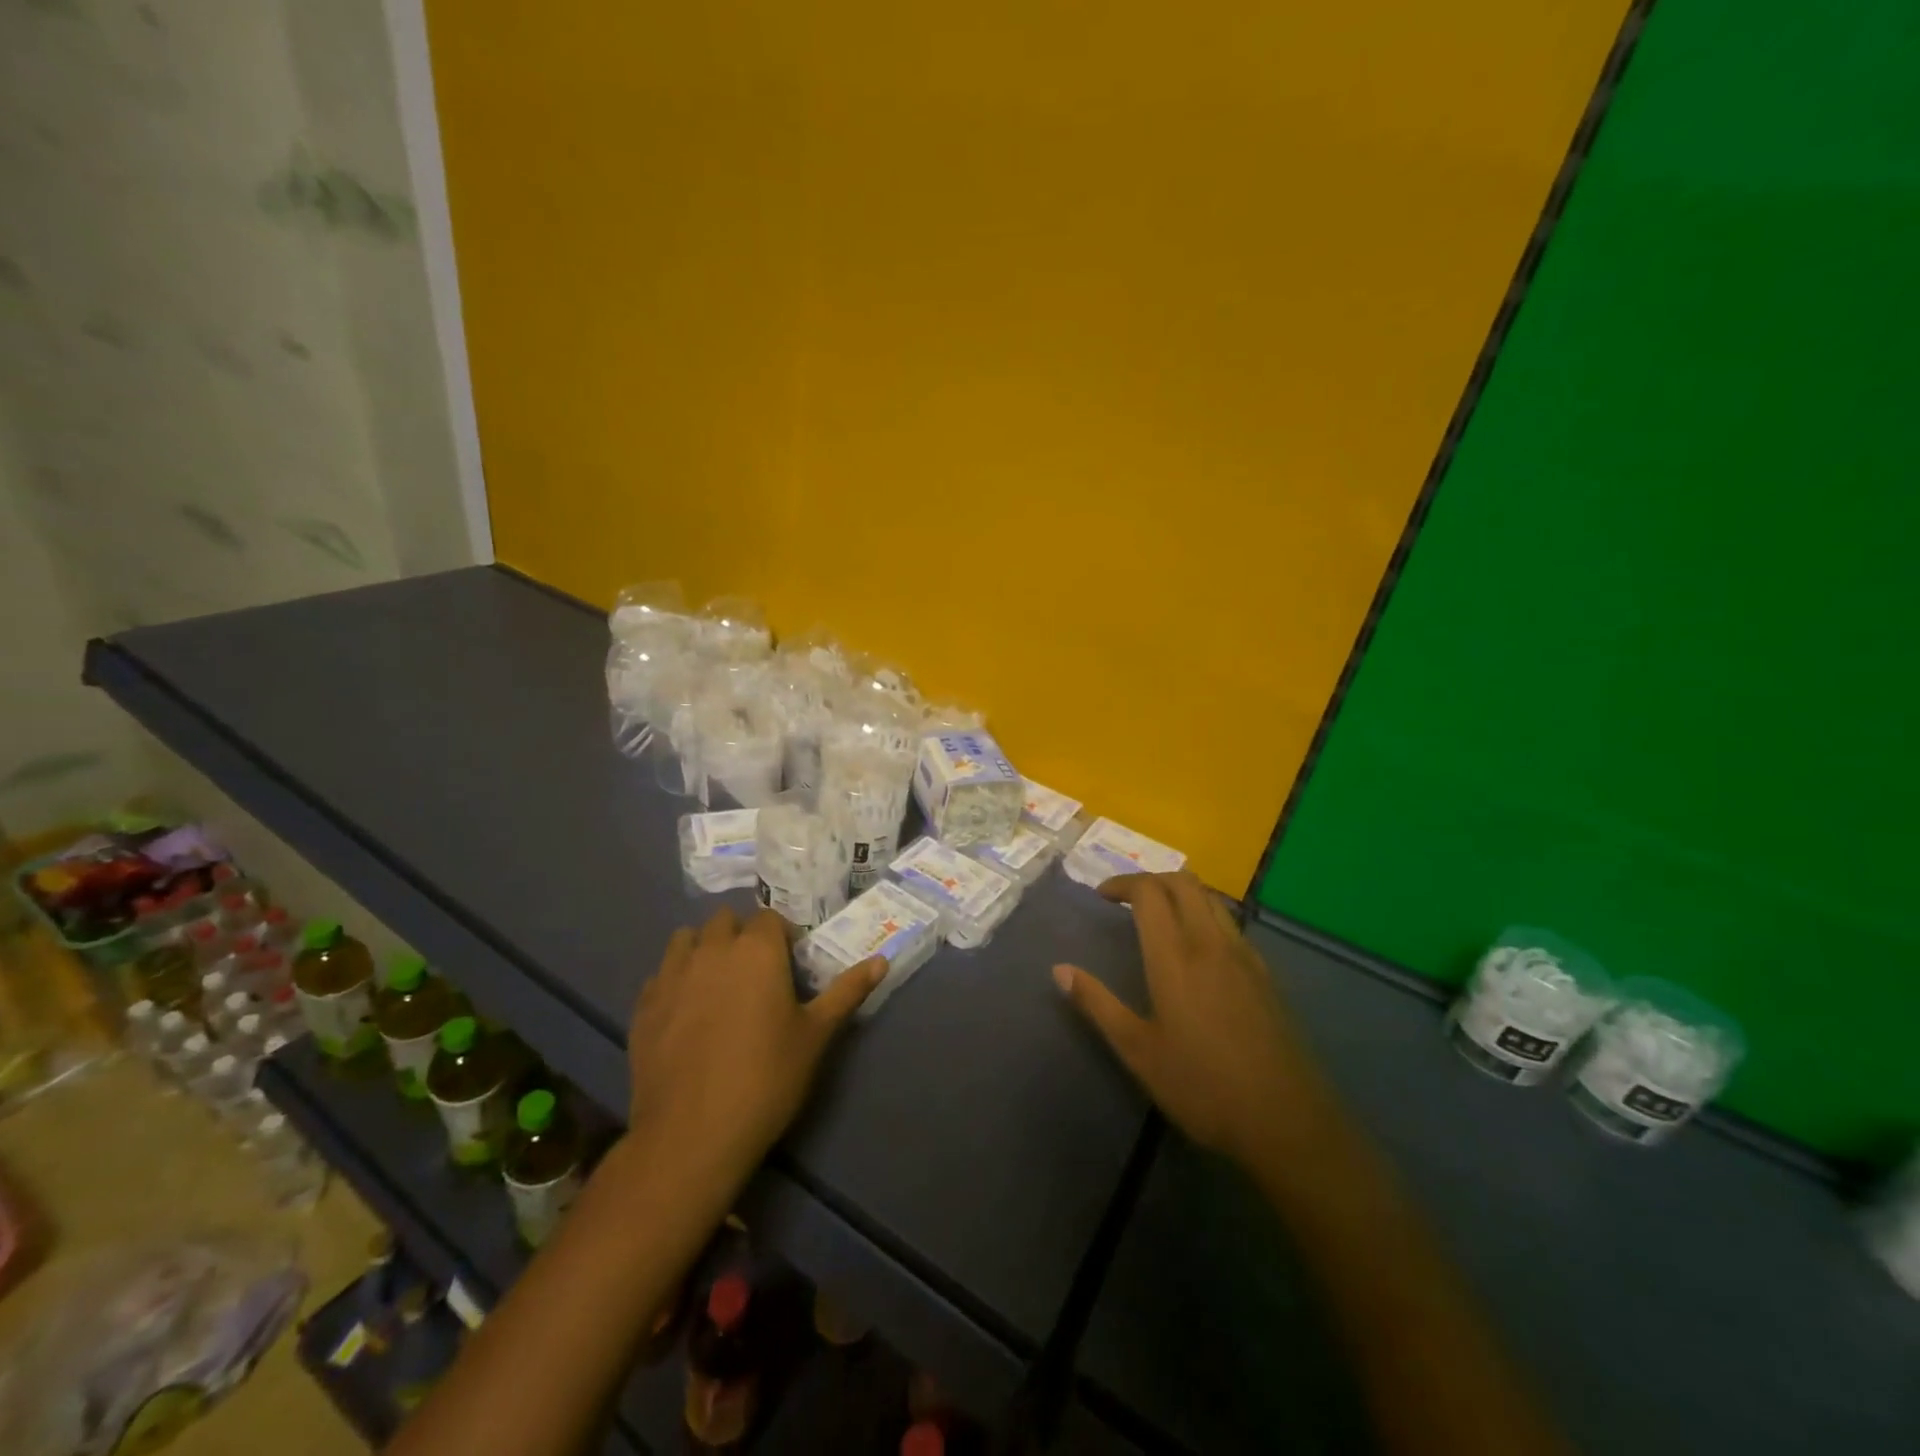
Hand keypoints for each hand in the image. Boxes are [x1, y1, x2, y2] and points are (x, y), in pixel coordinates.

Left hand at [626, 907, 882, 1189]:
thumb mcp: (816, 1035)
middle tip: (756, 975)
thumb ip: (848, 991)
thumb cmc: (767, 1078)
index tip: (789, 966)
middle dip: (742, 936)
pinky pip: (661, 974)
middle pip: (726, 920)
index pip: (770, 918)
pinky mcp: (643, 1004)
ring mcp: (672, 974)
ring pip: (687, 939)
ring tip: (718, 985)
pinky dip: (675, 980)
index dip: (782, 937)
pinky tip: (686, 1013)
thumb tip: (882, 960)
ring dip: (704, 949)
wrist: (692, 1134)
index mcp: (757, 949)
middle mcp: (712, 949)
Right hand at [1054, 872, 1334, 1169]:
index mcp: (1175, 956)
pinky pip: (1230, 924)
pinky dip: (1205, 915)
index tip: (1102, 895)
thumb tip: (1059, 970)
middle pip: (1183, 883)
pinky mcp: (1265, 974)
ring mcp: (1244, 956)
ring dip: (1180, 893)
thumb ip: (1097, 1003)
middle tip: (1127, 900)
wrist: (1286, 1121)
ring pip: (1211, 899)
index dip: (1123, 883)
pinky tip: (1197, 951)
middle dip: (1151, 880)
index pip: (1149, 892)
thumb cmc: (1201, 1086)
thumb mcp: (1138, 1050)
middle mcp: (1211, 943)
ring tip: (1159, 917)